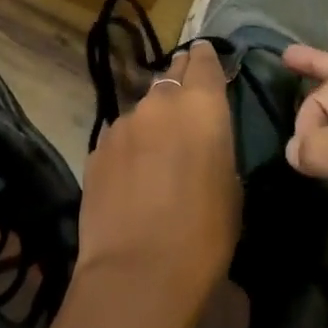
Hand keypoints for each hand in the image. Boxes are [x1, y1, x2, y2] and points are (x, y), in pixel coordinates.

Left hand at [75, 40, 240, 327]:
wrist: (137, 271)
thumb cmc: (204, 234)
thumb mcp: (230, 188)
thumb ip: (215, 148)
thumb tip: (201, 140)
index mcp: (201, 107)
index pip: (203, 62)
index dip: (206, 58)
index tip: (206, 55)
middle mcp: (158, 104)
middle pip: (170, 78)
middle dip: (179, 81)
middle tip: (187, 97)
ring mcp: (122, 124)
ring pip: (142, 110)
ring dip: (153, 120)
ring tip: (159, 149)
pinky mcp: (96, 148)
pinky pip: (121, 136)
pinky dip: (130, 145)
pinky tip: (133, 173)